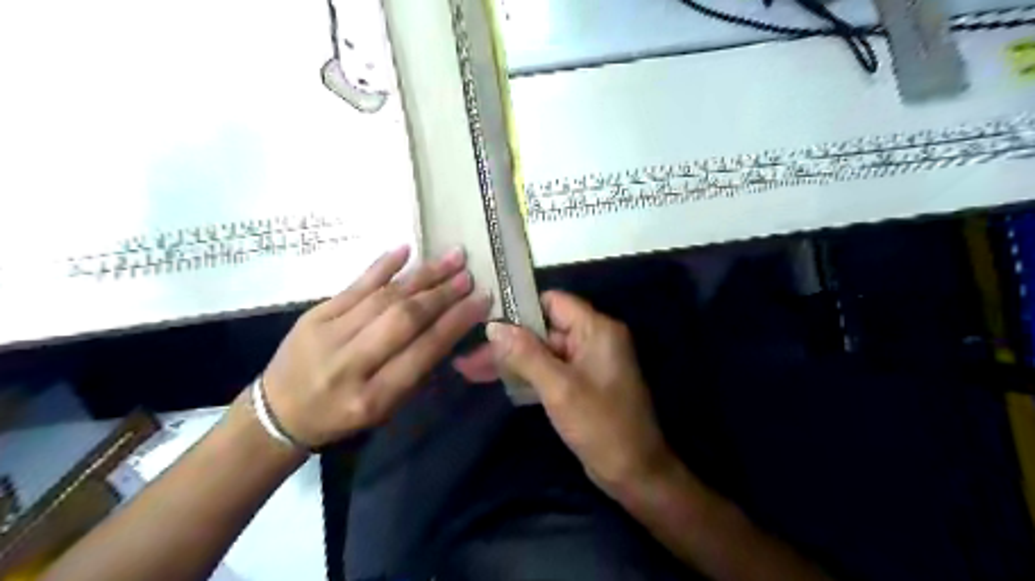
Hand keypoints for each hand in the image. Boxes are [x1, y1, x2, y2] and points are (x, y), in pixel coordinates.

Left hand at [263, 245, 493, 449]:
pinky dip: (382, 266)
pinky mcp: (314, 315)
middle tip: (468, 275)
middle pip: (404, 319)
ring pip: (384, 297)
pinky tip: (406, 250)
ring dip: (422, 275)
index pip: (424, 351)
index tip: (481, 301)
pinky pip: (354, 285)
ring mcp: (328, 334)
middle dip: (441, 294)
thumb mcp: (385, 409)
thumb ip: (417, 370)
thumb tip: (449, 327)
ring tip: (451, 258)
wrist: (278, 413)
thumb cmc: (341, 417)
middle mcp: (351, 363)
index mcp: (373, 396)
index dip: (456, 322)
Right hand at [464, 293, 675, 492]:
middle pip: (543, 329)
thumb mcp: (559, 388)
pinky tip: (495, 380)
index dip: (520, 308)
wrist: (635, 473)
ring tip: (470, 369)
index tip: (486, 319)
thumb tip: (494, 326)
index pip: (553, 302)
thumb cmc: (601, 426)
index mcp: (596, 329)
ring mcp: (587, 362)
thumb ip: (526, 354)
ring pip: (542, 352)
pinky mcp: (581, 383)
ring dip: (511, 360)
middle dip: (507, 342)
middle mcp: (593, 339)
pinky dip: (525, 374)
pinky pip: (549, 370)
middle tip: (469, 357)